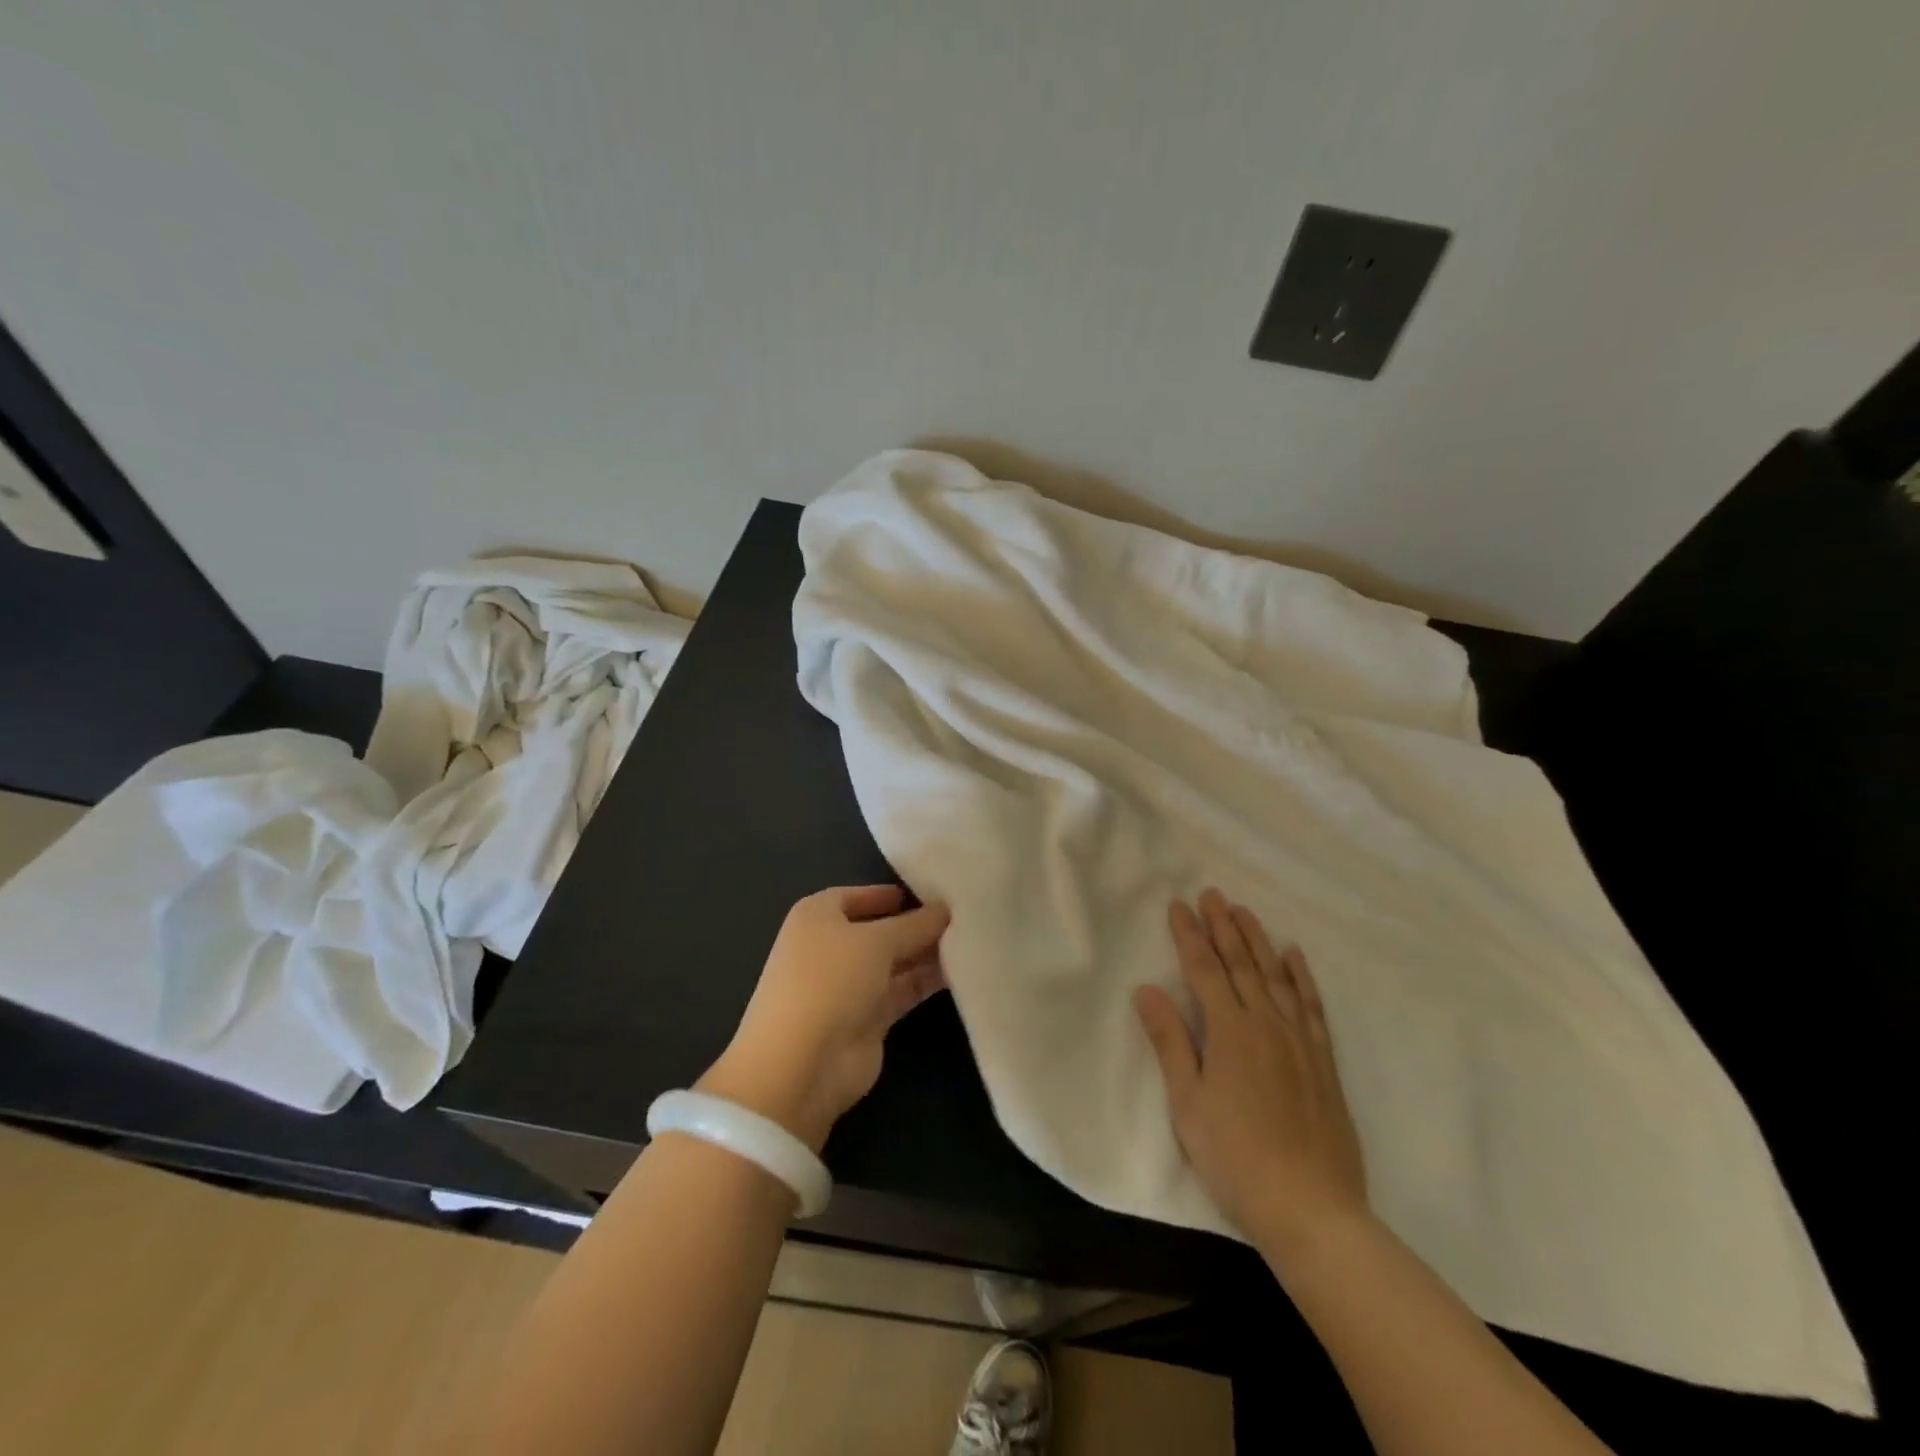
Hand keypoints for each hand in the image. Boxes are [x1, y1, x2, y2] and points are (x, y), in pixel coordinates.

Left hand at [698, 885, 948, 1153]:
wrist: (801, 1065)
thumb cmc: (830, 981)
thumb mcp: (877, 941)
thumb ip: (915, 924)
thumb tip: (944, 909)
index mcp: (817, 916)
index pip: (857, 895)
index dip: (890, 893)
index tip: (931, 891)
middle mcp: (830, 947)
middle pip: (880, 929)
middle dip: (916, 924)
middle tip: (963, 915)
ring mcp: (848, 985)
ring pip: (894, 961)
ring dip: (926, 953)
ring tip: (970, 940)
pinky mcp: (867, 1019)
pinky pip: (901, 990)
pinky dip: (925, 981)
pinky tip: (960, 970)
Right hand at [1134, 889, 1368, 1263]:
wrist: (1312, 1210)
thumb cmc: (1236, 1158)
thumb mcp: (1188, 1103)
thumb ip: (1170, 1042)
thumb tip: (1146, 989)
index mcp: (1230, 1032)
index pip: (1204, 970)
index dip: (1189, 936)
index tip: (1178, 905)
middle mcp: (1267, 1024)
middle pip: (1241, 964)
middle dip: (1223, 927)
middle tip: (1212, 894)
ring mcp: (1300, 1041)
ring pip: (1276, 976)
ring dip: (1258, 940)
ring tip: (1245, 912)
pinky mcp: (1323, 1061)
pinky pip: (1311, 1006)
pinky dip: (1302, 977)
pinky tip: (1294, 956)